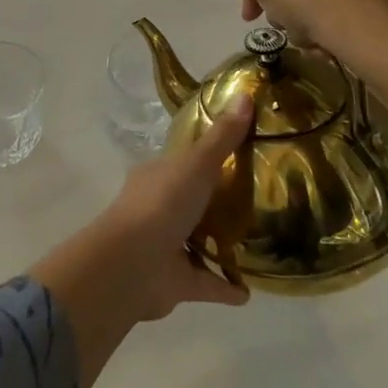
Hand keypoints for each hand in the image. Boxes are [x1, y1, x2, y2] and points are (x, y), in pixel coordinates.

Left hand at [30, 97, 254, 387]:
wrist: (131, 265)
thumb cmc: (162, 203)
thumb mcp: (197, 163)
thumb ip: (222, 136)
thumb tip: (247, 94)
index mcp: (159, 174)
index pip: (184, 159)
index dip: (207, 154)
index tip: (239, 152)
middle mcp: (159, 206)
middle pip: (191, 199)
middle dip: (216, 200)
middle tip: (255, 199)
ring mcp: (165, 245)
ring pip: (196, 241)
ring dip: (220, 244)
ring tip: (256, 242)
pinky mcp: (175, 281)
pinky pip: (206, 282)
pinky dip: (225, 287)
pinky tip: (249, 292)